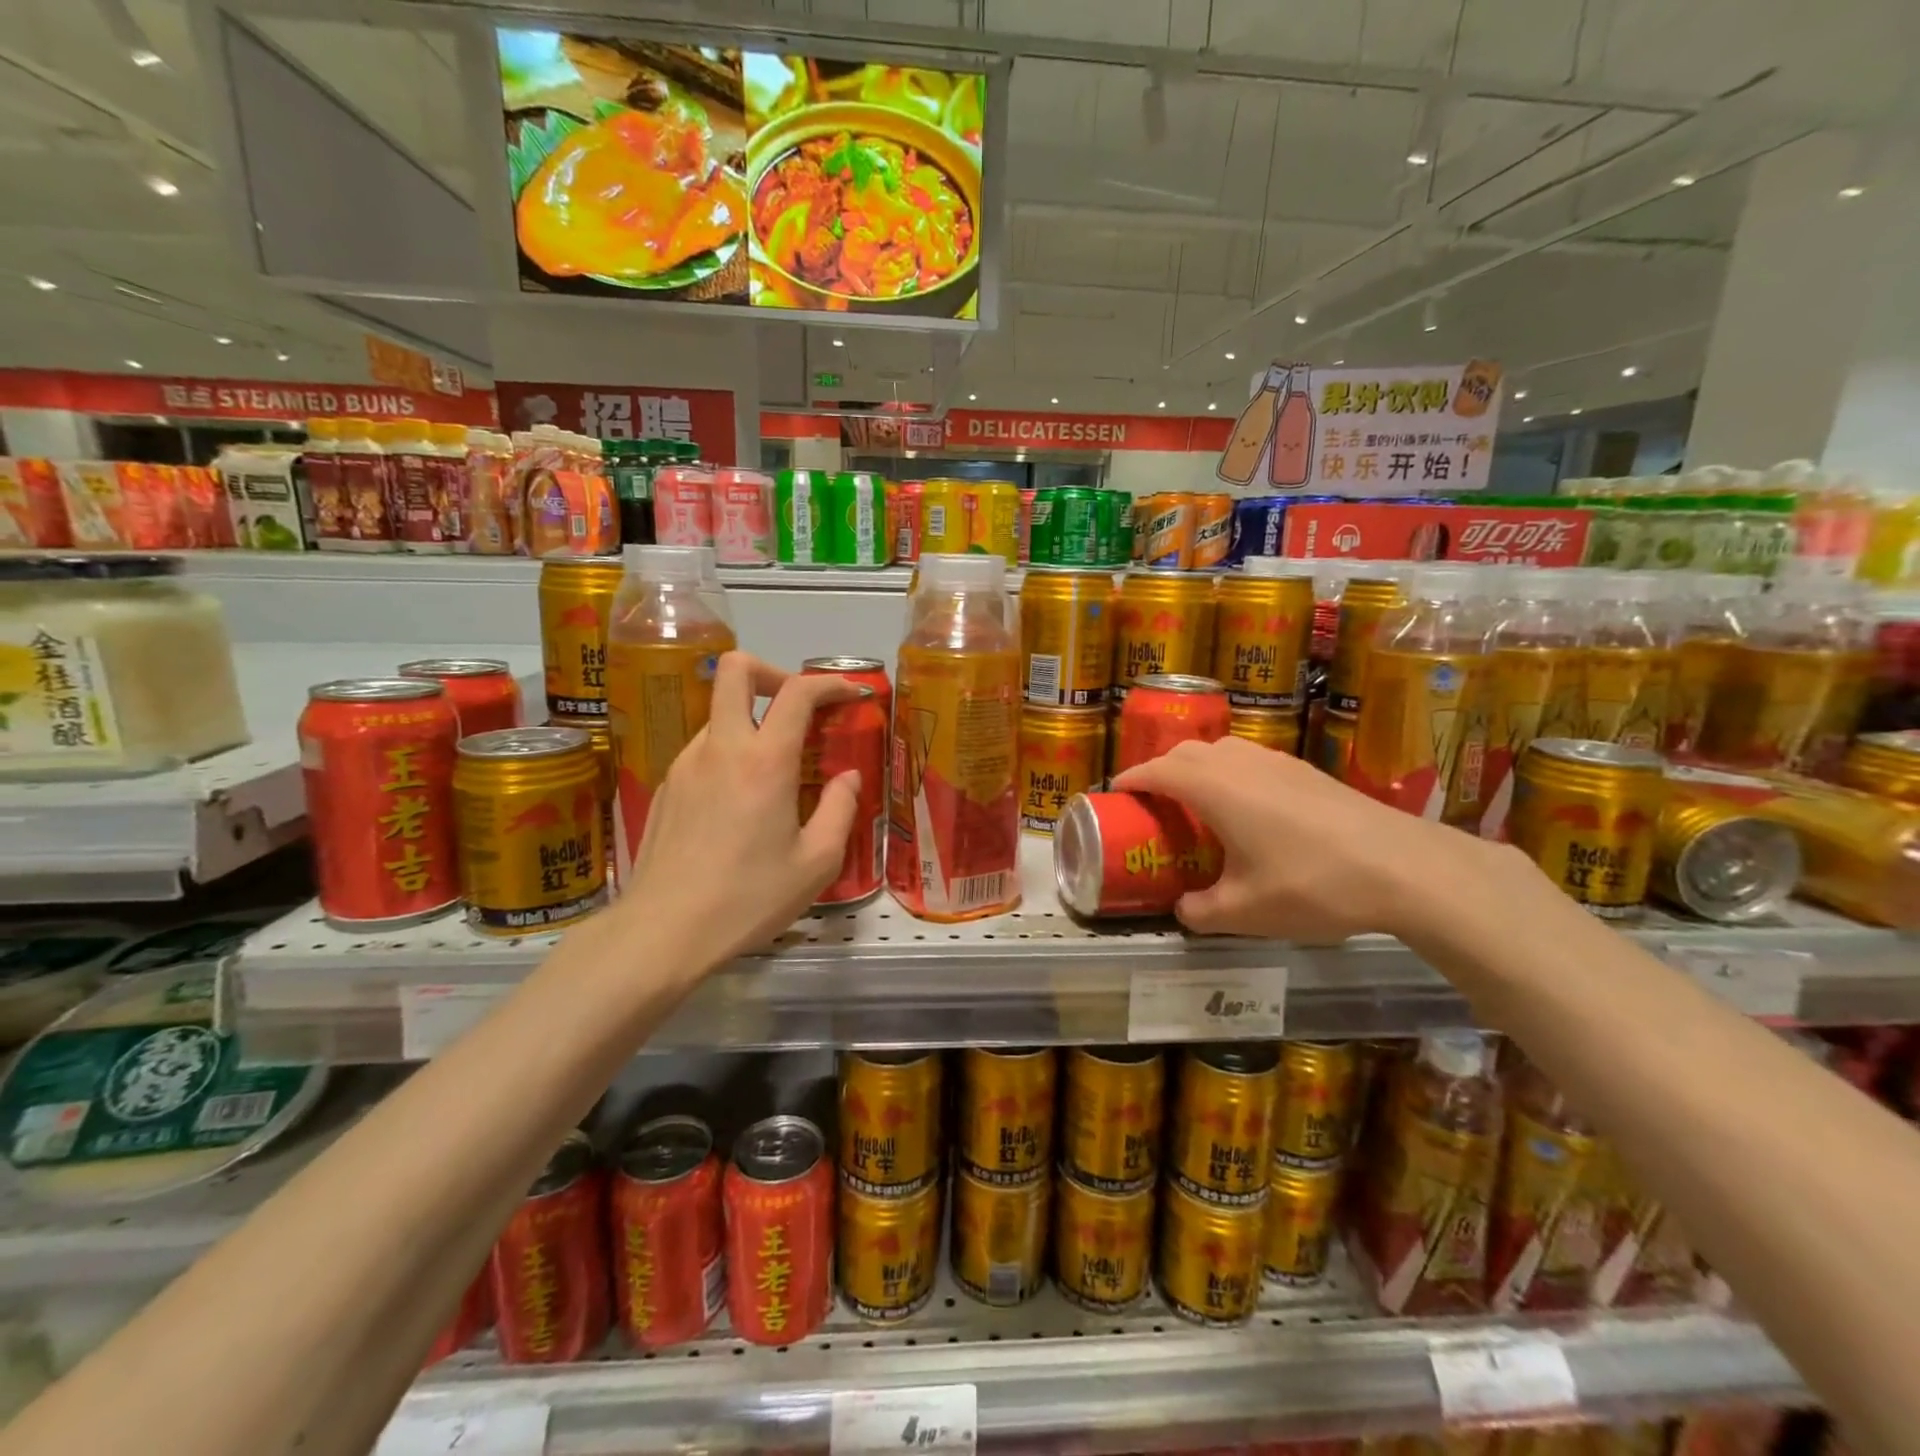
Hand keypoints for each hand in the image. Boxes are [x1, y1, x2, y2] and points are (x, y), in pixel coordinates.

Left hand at [621, 652, 863, 969]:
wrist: (662, 932)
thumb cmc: (748, 899)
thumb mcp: (816, 863)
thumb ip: (841, 810)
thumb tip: (848, 777)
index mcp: (764, 761)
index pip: (797, 692)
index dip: (829, 683)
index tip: (850, 695)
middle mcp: (720, 748)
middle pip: (734, 670)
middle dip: (772, 671)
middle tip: (797, 707)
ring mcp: (685, 764)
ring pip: (719, 713)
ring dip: (750, 721)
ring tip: (773, 770)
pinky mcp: (666, 787)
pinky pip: (703, 750)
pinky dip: (728, 754)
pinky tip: (739, 803)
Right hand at [1110, 736, 1491, 943]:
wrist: (1405, 867)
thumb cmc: (1312, 885)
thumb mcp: (1246, 912)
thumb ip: (1201, 912)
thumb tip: (1182, 910)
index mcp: (1215, 789)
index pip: (1157, 771)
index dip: (1131, 779)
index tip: (1115, 792)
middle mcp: (1240, 764)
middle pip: (1185, 752)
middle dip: (1160, 770)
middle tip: (1152, 802)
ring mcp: (1278, 762)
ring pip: (1221, 750)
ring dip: (1197, 766)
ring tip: (1196, 801)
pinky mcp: (1307, 771)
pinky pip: (1251, 759)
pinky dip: (1231, 772)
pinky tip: (1248, 807)